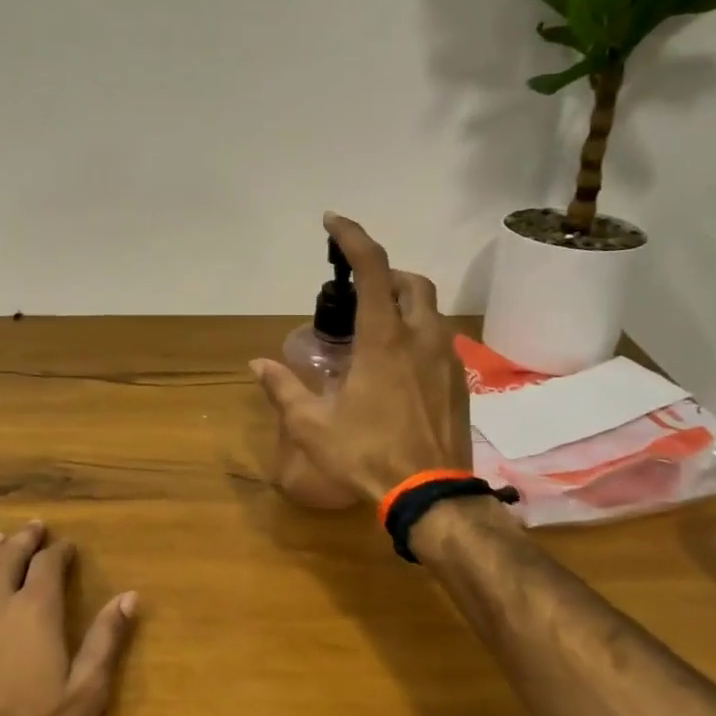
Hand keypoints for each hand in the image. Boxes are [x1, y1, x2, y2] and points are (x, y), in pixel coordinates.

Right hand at [251, 213, 470, 504]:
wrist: (431, 493)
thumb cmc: (367, 455)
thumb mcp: (313, 426)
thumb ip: (283, 390)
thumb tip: (256, 365)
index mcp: (384, 340)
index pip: (373, 268)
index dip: (352, 236)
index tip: (332, 222)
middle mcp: (421, 338)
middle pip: (411, 281)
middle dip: (385, 273)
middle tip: (357, 292)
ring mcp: (446, 359)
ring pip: (430, 310)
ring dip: (403, 304)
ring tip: (375, 330)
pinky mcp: (459, 381)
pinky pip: (439, 340)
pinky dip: (417, 334)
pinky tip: (398, 367)